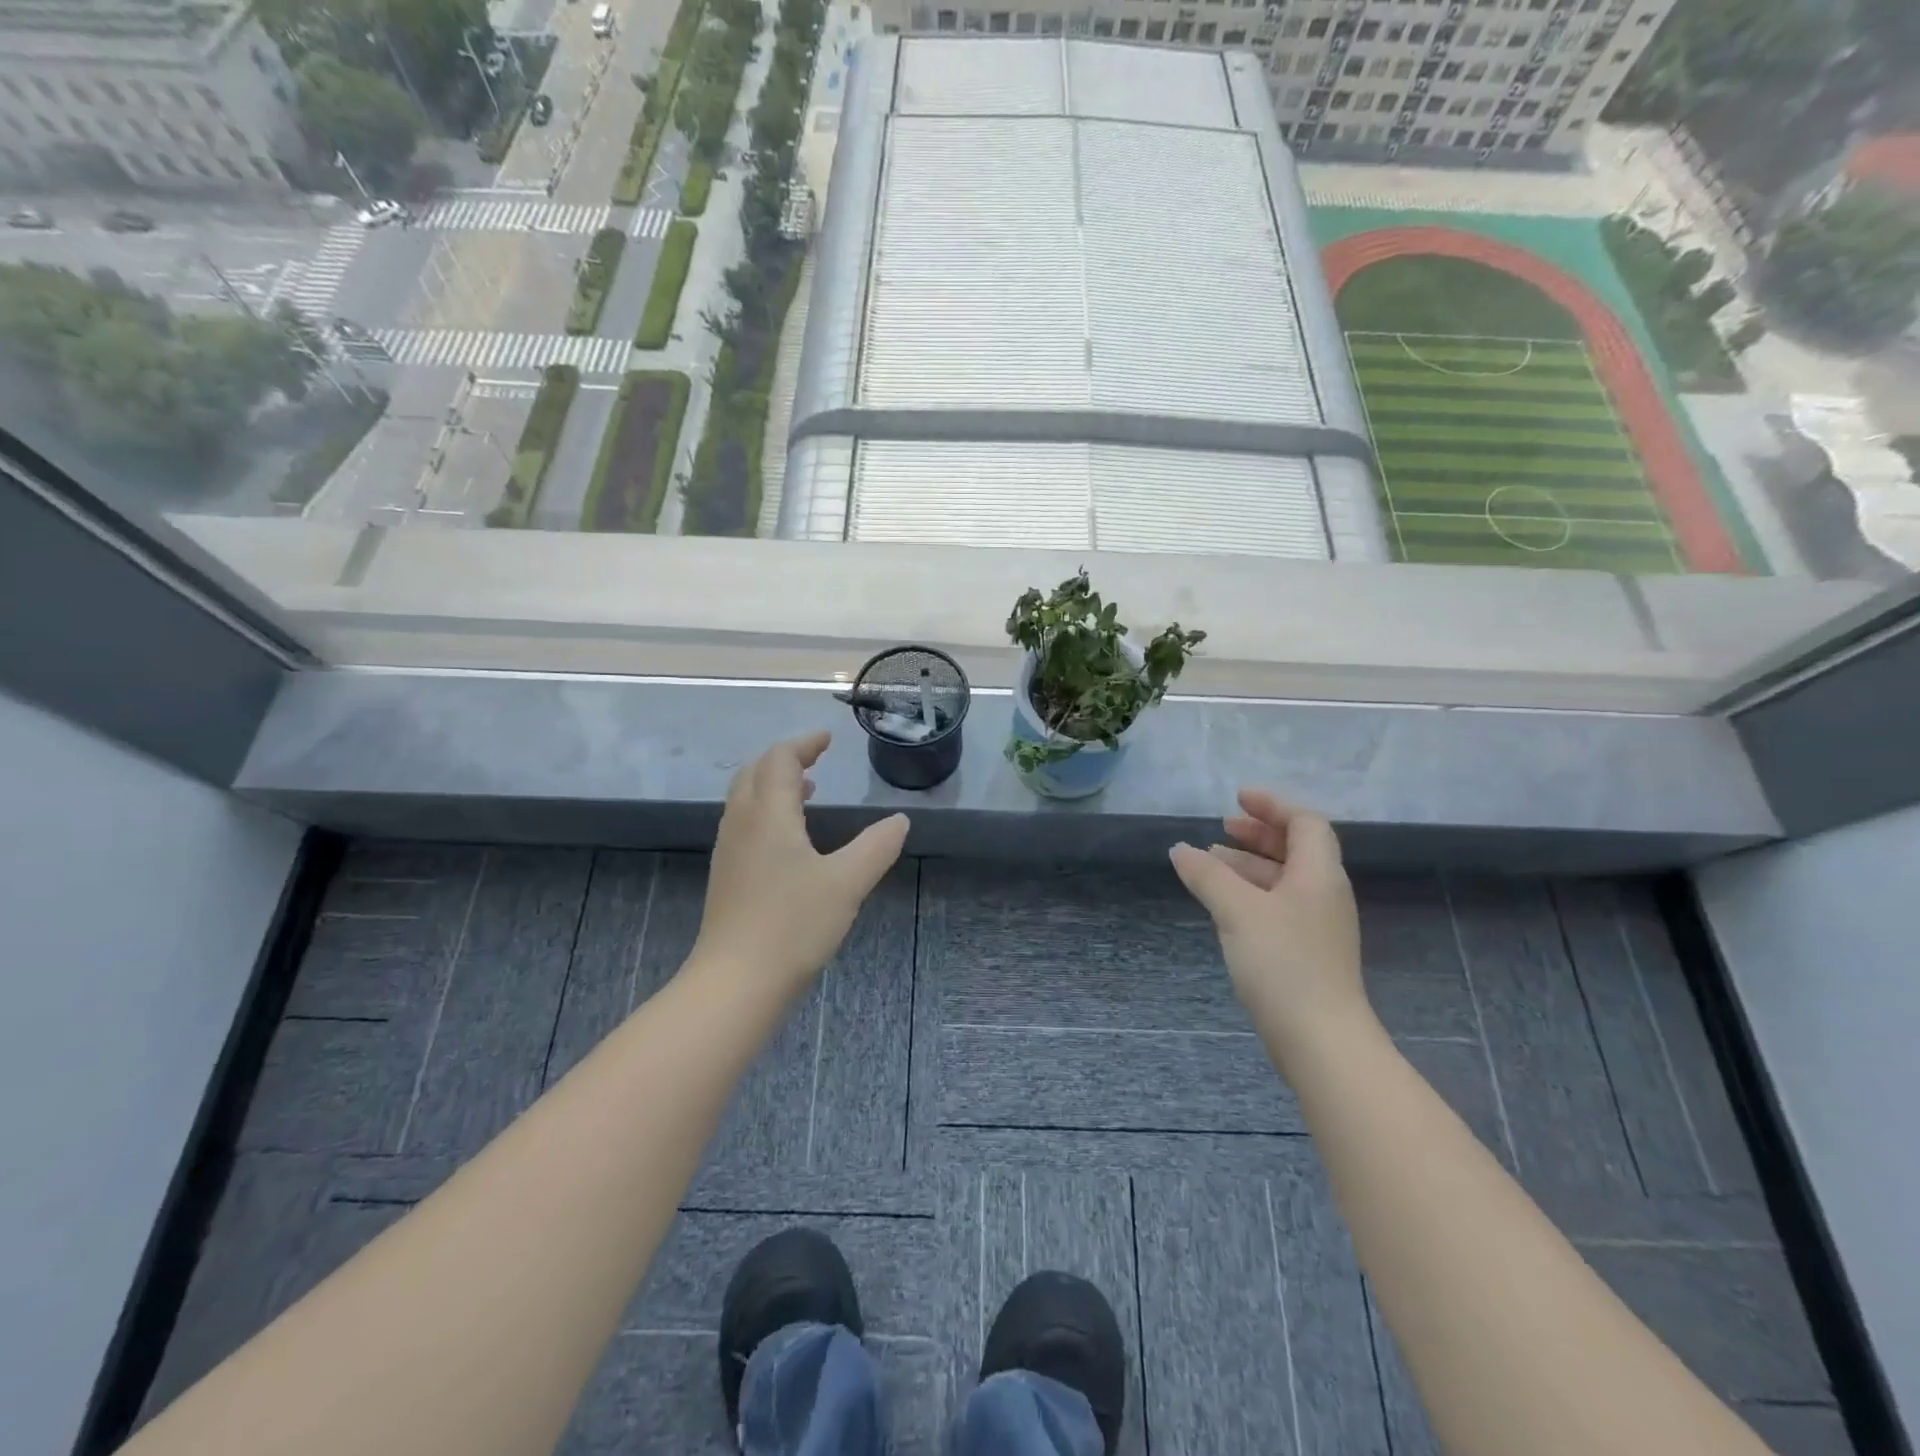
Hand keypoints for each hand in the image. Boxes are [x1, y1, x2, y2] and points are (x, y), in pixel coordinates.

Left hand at [692, 732, 909, 997]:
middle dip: (784, 758)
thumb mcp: (846, 883)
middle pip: (755, 772)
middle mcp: (742, 823)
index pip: (779, 760)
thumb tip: (900, 821)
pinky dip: (766, 810)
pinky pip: (744, 823)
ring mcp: (729, 851)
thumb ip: (876, 847)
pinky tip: (789, 838)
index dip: (804, 744)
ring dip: (772, 784)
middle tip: (816, 759)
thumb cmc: (792, 925)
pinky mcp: (727, 876)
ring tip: (806, 790)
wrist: (735, 983)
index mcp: (768, 815)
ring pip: (745, 798)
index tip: (827, 739)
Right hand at [1169, 791, 1371, 1064]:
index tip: (1237, 799)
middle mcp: (1324, 894)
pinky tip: (1223, 904)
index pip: (1305, 823)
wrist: (1320, 1041)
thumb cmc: (1283, 963)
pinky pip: (1278, 906)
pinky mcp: (1307, 953)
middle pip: (1296, 849)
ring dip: (1249, 865)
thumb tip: (1180, 849)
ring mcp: (1317, 926)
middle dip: (1259, 834)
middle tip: (1222, 827)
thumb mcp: (1238, 910)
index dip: (1273, 805)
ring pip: (1284, 880)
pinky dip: (1251, 893)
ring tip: (1210, 862)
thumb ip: (1208, 875)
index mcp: (1319, 875)